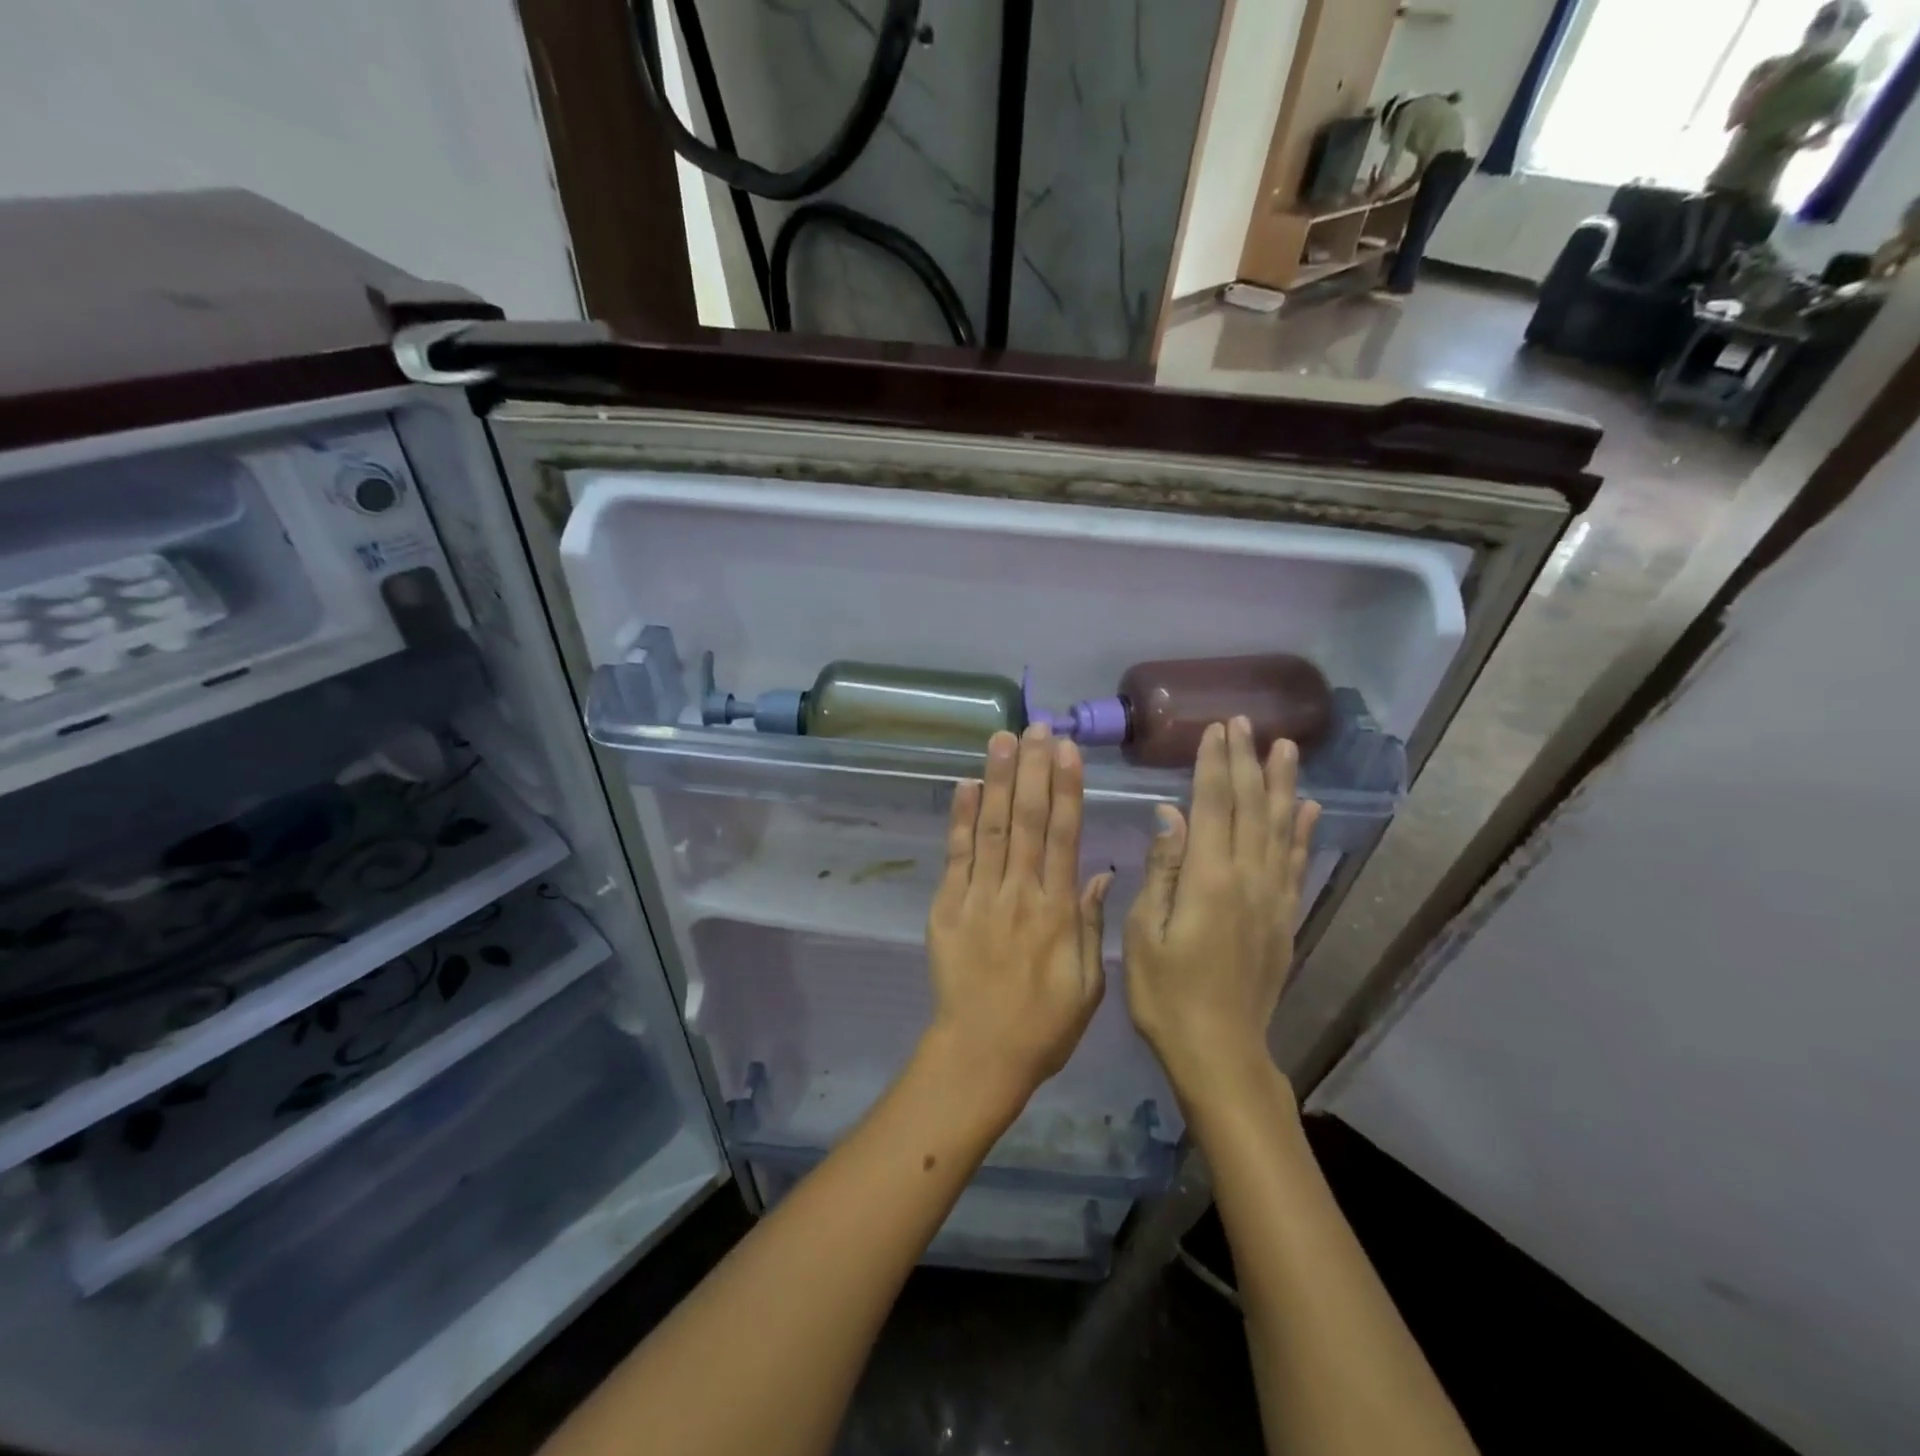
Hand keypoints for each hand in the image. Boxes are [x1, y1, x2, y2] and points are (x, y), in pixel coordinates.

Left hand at [924, 725, 1110, 1111]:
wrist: (980, 1054)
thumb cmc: (1044, 1025)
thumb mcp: (1089, 985)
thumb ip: (1092, 926)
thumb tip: (1099, 873)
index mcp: (1058, 911)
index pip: (1065, 836)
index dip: (1066, 789)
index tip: (1066, 750)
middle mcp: (1020, 893)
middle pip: (1029, 821)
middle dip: (1032, 769)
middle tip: (1035, 726)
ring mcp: (980, 897)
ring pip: (993, 829)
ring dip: (998, 781)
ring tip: (1002, 738)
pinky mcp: (947, 907)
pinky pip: (956, 856)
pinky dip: (961, 819)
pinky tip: (966, 785)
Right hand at [1124, 718, 1320, 1111]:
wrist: (1220, 1051)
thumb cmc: (1166, 994)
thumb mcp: (1144, 933)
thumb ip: (1162, 870)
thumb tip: (1171, 814)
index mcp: (1209, 880)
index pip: (1215, 805)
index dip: (1215, 763)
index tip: (1216, 728)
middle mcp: (1248, 879)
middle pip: (1250, 807)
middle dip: (1246, 761)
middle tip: (1245, 722)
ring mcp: (1273, 898)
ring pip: (1281, 827)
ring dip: (1282, 784)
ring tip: (1286, 747)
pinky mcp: (1284, 917)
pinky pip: (1297, 862)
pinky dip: (1303, 831)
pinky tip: (1309, 808)